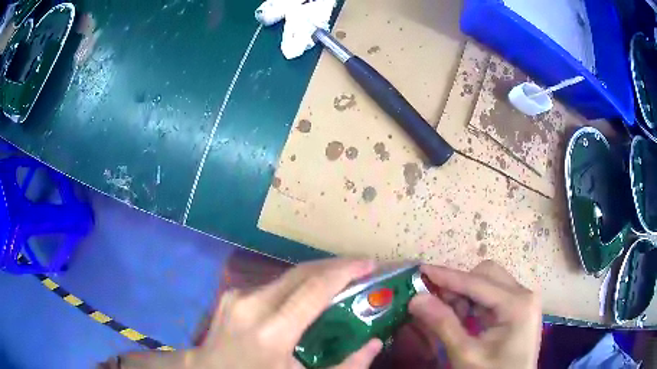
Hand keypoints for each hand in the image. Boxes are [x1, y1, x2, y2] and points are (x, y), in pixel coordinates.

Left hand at [191, 258, 382, 368]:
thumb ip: (346, 367)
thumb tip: (375, 343)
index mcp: (272, 332)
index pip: (315, 288)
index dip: (345, 271)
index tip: (370, 263)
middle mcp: (252, 304)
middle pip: (302, 273)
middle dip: (335, 266)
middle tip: (361, 268)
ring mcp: (237, 296)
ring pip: (287, 276)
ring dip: (316, 275)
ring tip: (339, 281)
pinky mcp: (231, 294)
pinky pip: (272, 286)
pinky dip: (295, 286)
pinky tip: (306, 297)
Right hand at [409, 260, 541, 368]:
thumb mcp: (465, 354)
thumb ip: (443, 325)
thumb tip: (417, 299)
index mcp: (516, 304)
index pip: (476, 282)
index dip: (447, 276)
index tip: (421, 270)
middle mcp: (524, 294)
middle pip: (486, 275)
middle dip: (460, 286)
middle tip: (436, 304)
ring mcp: (523, 300)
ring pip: (489, 283)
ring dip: (466, 294)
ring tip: (451, 317)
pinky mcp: (520, 309)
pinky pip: (494, 295)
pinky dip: (475, 303)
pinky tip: (465, 319)